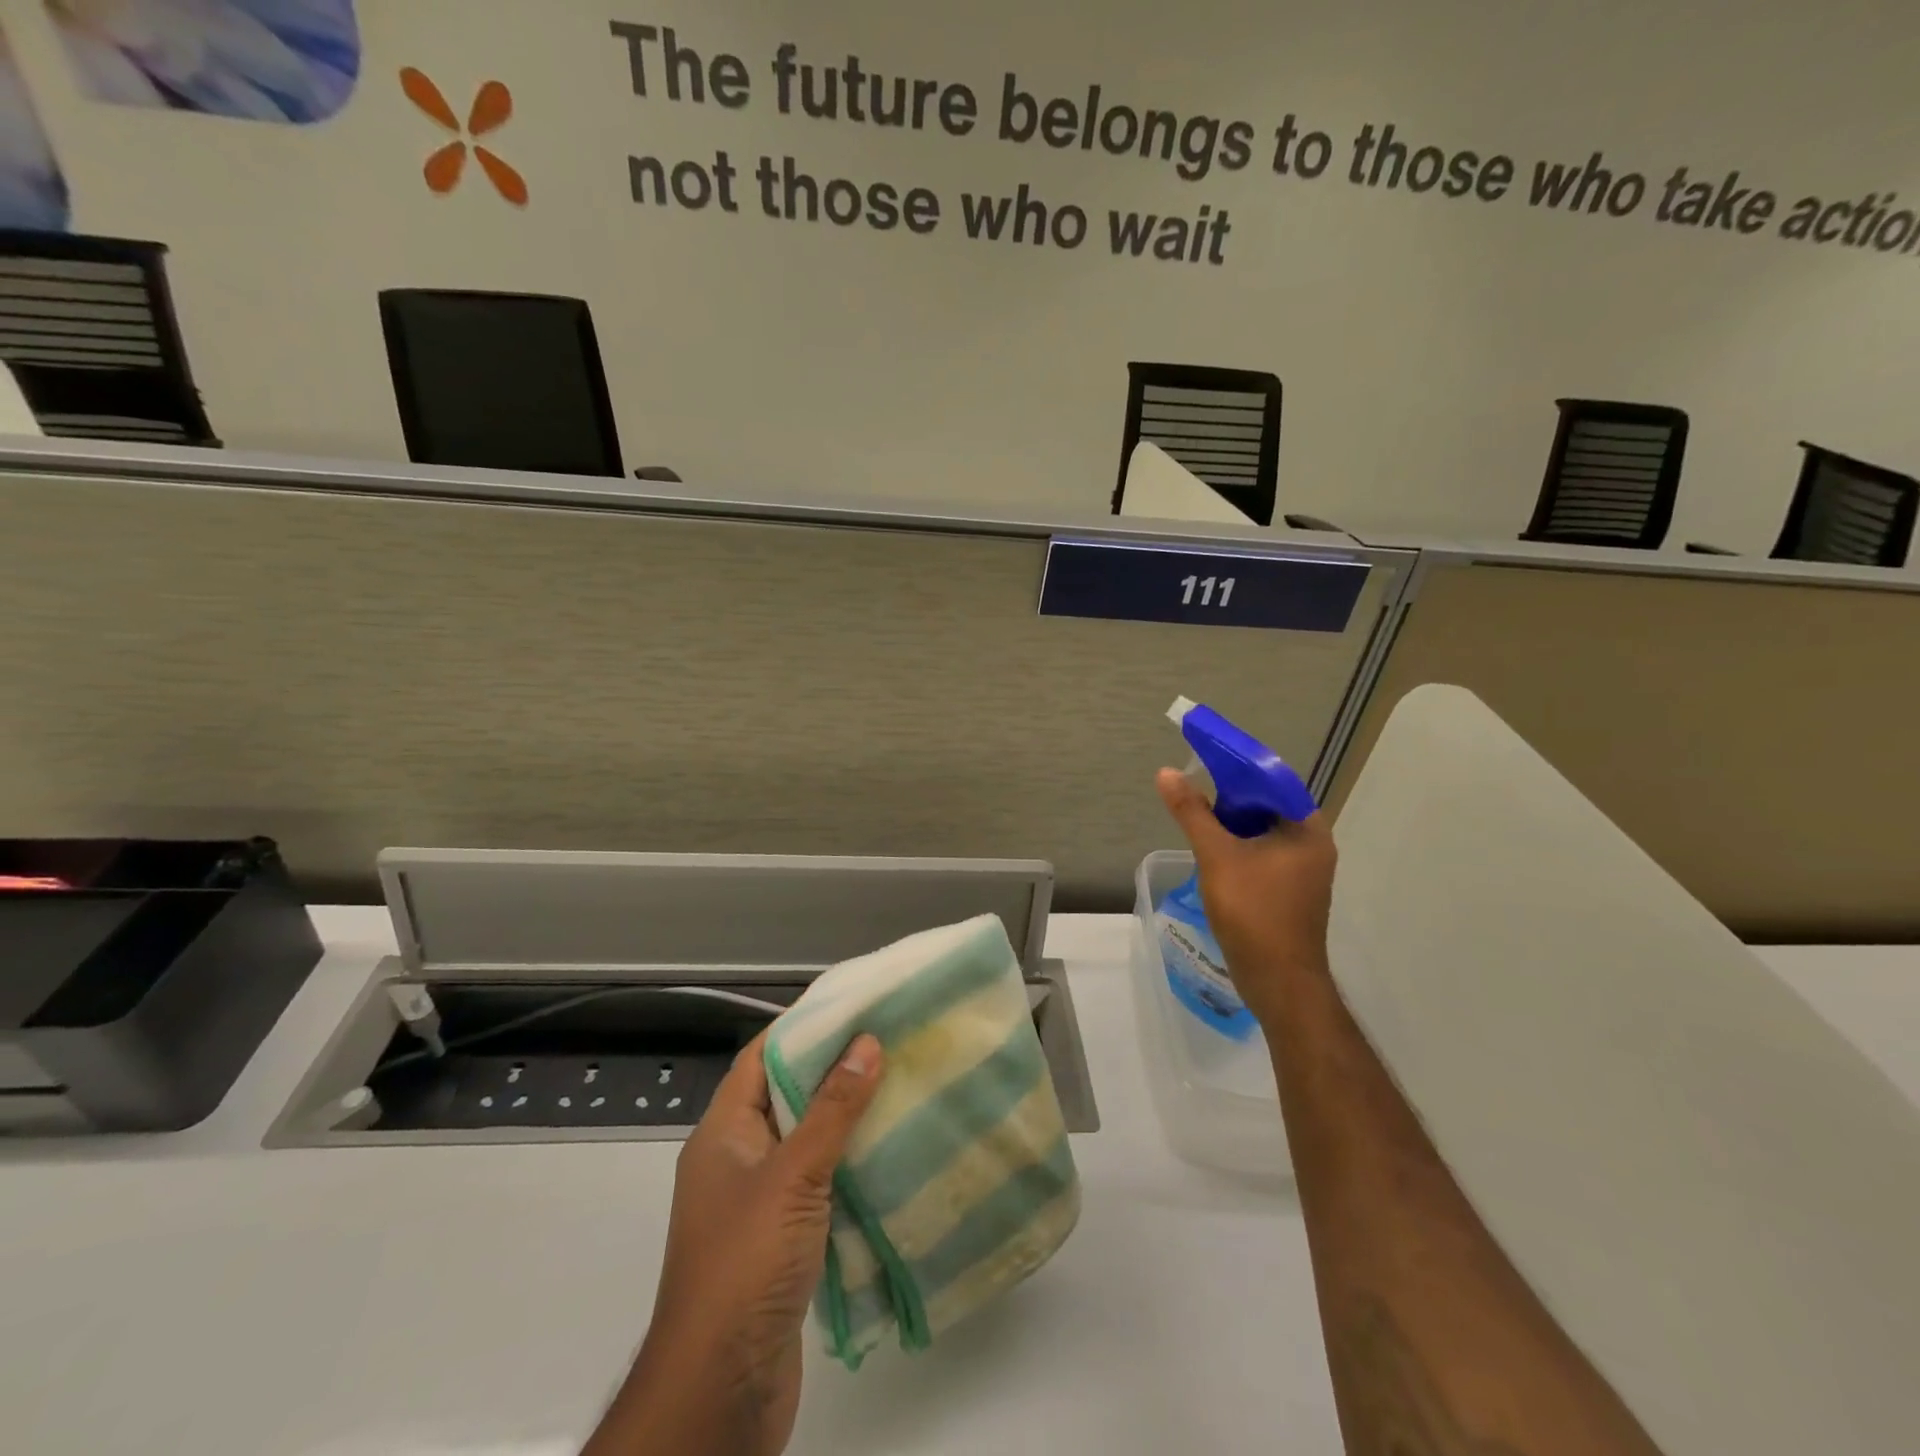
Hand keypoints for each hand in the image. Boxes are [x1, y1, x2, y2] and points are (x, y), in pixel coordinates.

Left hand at [586, 1029, 883, 1455]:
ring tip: (898, 1086)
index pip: (761, 1056)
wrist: (721, 1391)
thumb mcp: (793, 1175)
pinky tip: (889, 1153)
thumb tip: (866, 1042)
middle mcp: (736, 1159)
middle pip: (786, 1095)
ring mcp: (757, 1201)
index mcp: (723, 1132)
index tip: (852, 1003)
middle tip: (887, 1040)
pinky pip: (817, 1182)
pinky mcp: (780, 1238)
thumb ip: (831, 1109)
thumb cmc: (746, 1264)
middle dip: (833, 1068)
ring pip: (805, 1140)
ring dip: (845, 1118)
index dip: (802, 1026)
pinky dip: (848, 1164)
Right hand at [1156, 767, 1338, 1024]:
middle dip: (1231, 795)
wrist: (1279, 982)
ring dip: (1232, 822)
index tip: (1206, 756)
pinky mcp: (1290, 891)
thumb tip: (1166, 773)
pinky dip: (1238, 846)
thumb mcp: (1217, 856)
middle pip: (1267, 805)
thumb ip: (1192, 813)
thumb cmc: (1254, 913)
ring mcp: (1303, 871)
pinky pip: (1262, 854)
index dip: (1238, 765)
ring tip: (1197, 816)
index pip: (1273, 780)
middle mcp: (1312, 844)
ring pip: (1263, 831)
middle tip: (1196, 786)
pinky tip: (1211, 850)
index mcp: (1306, 829)